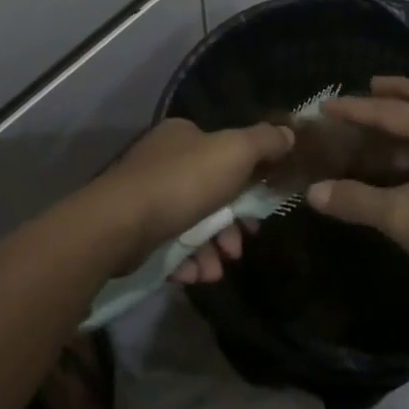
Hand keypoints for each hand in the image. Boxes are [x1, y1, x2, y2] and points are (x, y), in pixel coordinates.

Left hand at [88, 118, 293, 283]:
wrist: (120, 224)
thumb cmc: (183, 182)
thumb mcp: (234, 152)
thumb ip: (264, 141)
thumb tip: (288, 134)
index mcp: (184, 135)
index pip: (226, 154)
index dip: (249, 181)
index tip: (261, 209)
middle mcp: (163, 160)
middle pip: (212, 193)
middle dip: (231, 225)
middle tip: (239, 246)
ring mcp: (145, 195)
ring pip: (193, 223)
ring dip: (212, 248)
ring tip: (217, 268)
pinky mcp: (134, 229)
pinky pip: (171, 244)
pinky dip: (188, 260)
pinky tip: (195, 274)